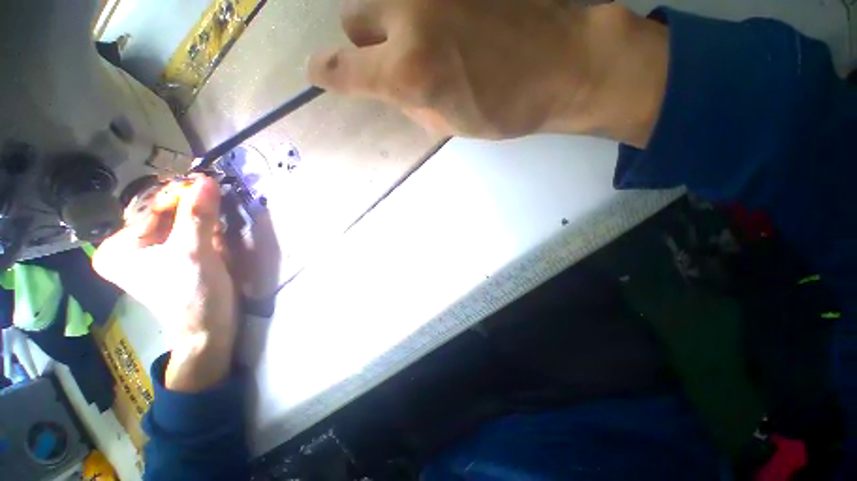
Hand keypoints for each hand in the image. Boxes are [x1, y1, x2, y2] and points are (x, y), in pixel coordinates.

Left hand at [93, 176, 237, 391]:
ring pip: (177, 224)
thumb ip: (199, 215)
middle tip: (216, 206)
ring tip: (218, 228)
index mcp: (118, 247)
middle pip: (164, 215)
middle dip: (193, 211)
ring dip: (202, 221)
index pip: (151, 207)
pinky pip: (185, 235)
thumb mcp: (195, 252)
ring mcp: (148, 254)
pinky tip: (216, 239)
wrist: (209, 328)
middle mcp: (127, 247)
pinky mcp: (168, 260)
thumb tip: (207, 179)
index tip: (209, 185)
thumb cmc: (194, 294)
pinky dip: (203, 232)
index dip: (181, 196)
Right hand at [309, 0, 668, 146]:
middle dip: (368, 44)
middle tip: (397, 61)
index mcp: (408, 71)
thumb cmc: (505, 108)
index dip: (326, 73)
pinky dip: (421, 12)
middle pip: (354, 20)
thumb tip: (388, 86)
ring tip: (430, 43)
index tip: (320, 75)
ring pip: (383, 1)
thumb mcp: (447, 124)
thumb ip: (408, 102)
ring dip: (391, 25)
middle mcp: (407, 17)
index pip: (343, 69)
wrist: (563, 63)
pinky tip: (452, 25)